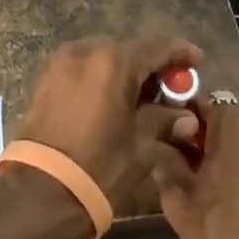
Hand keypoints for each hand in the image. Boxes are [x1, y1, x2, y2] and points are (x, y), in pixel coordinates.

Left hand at [14, 36, 204, 216]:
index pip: (156, 47)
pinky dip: (102, 79)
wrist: (41, 191)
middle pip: (129, 51)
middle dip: (152, 67)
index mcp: (113, 61)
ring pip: (104, 59)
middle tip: (171, 90)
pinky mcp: (46, 78)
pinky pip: (83, 69)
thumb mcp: (142, 145)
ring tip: (142, 99)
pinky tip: (114, 102)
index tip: (197, 61)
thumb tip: (187, 118)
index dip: (180, 52)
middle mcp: (85, 51)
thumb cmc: (99, 166)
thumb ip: (165, 121)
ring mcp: (61, 62)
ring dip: (125, 73)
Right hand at [152, 102, 238, 238]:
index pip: (206, 107)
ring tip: (231, 196)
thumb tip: (162, 150)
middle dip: (217, 144)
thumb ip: (168, 169)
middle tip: (201, 175)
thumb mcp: (182, 208)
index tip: (179, 148)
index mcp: (238, 128)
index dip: (189, 126)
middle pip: (235, 127)